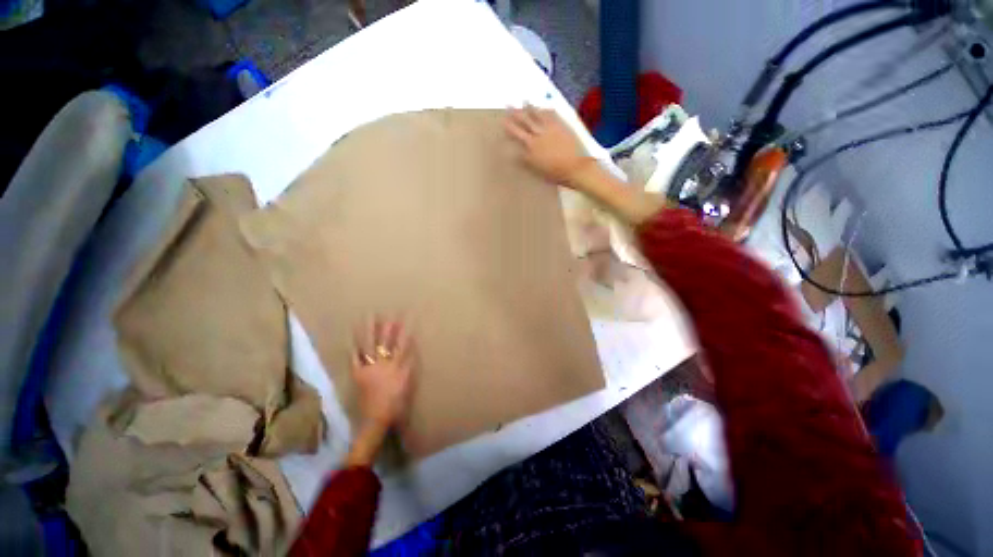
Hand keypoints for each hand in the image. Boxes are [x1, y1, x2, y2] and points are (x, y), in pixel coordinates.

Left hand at [351, 316, 415, 430]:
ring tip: (369, 317)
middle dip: (387, 326)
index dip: (404, 331)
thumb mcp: (408, 383)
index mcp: (396, 365)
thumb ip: (410, 364)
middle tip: (386, 312)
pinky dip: (353, 347)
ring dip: (369, 331)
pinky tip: (351, 337)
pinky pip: (354, 358)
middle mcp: (382, 363)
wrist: (376, 417)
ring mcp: (369, 367)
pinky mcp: (358, 373)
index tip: (406, 318)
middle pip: (384, 342)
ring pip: (369, 345)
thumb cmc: (396, 401)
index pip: (401, 344)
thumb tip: (412, 346)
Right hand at [504, 105, 594, 187]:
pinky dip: (546, 111)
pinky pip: (552, 116)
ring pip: (537, 116)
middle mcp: (538, 136)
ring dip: (530, 108)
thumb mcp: (536, 170)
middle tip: (508, 104)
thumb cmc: (554, 174)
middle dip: (515, 114)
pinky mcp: (561, 127)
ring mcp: (550, 130)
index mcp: (530, 147)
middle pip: (524, 122)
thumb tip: (515, 155)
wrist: (574, 167)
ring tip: (524, 100)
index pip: (516, 135)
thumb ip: (526, 160)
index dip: (509, 127)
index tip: (503, 121)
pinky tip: (544, 108)